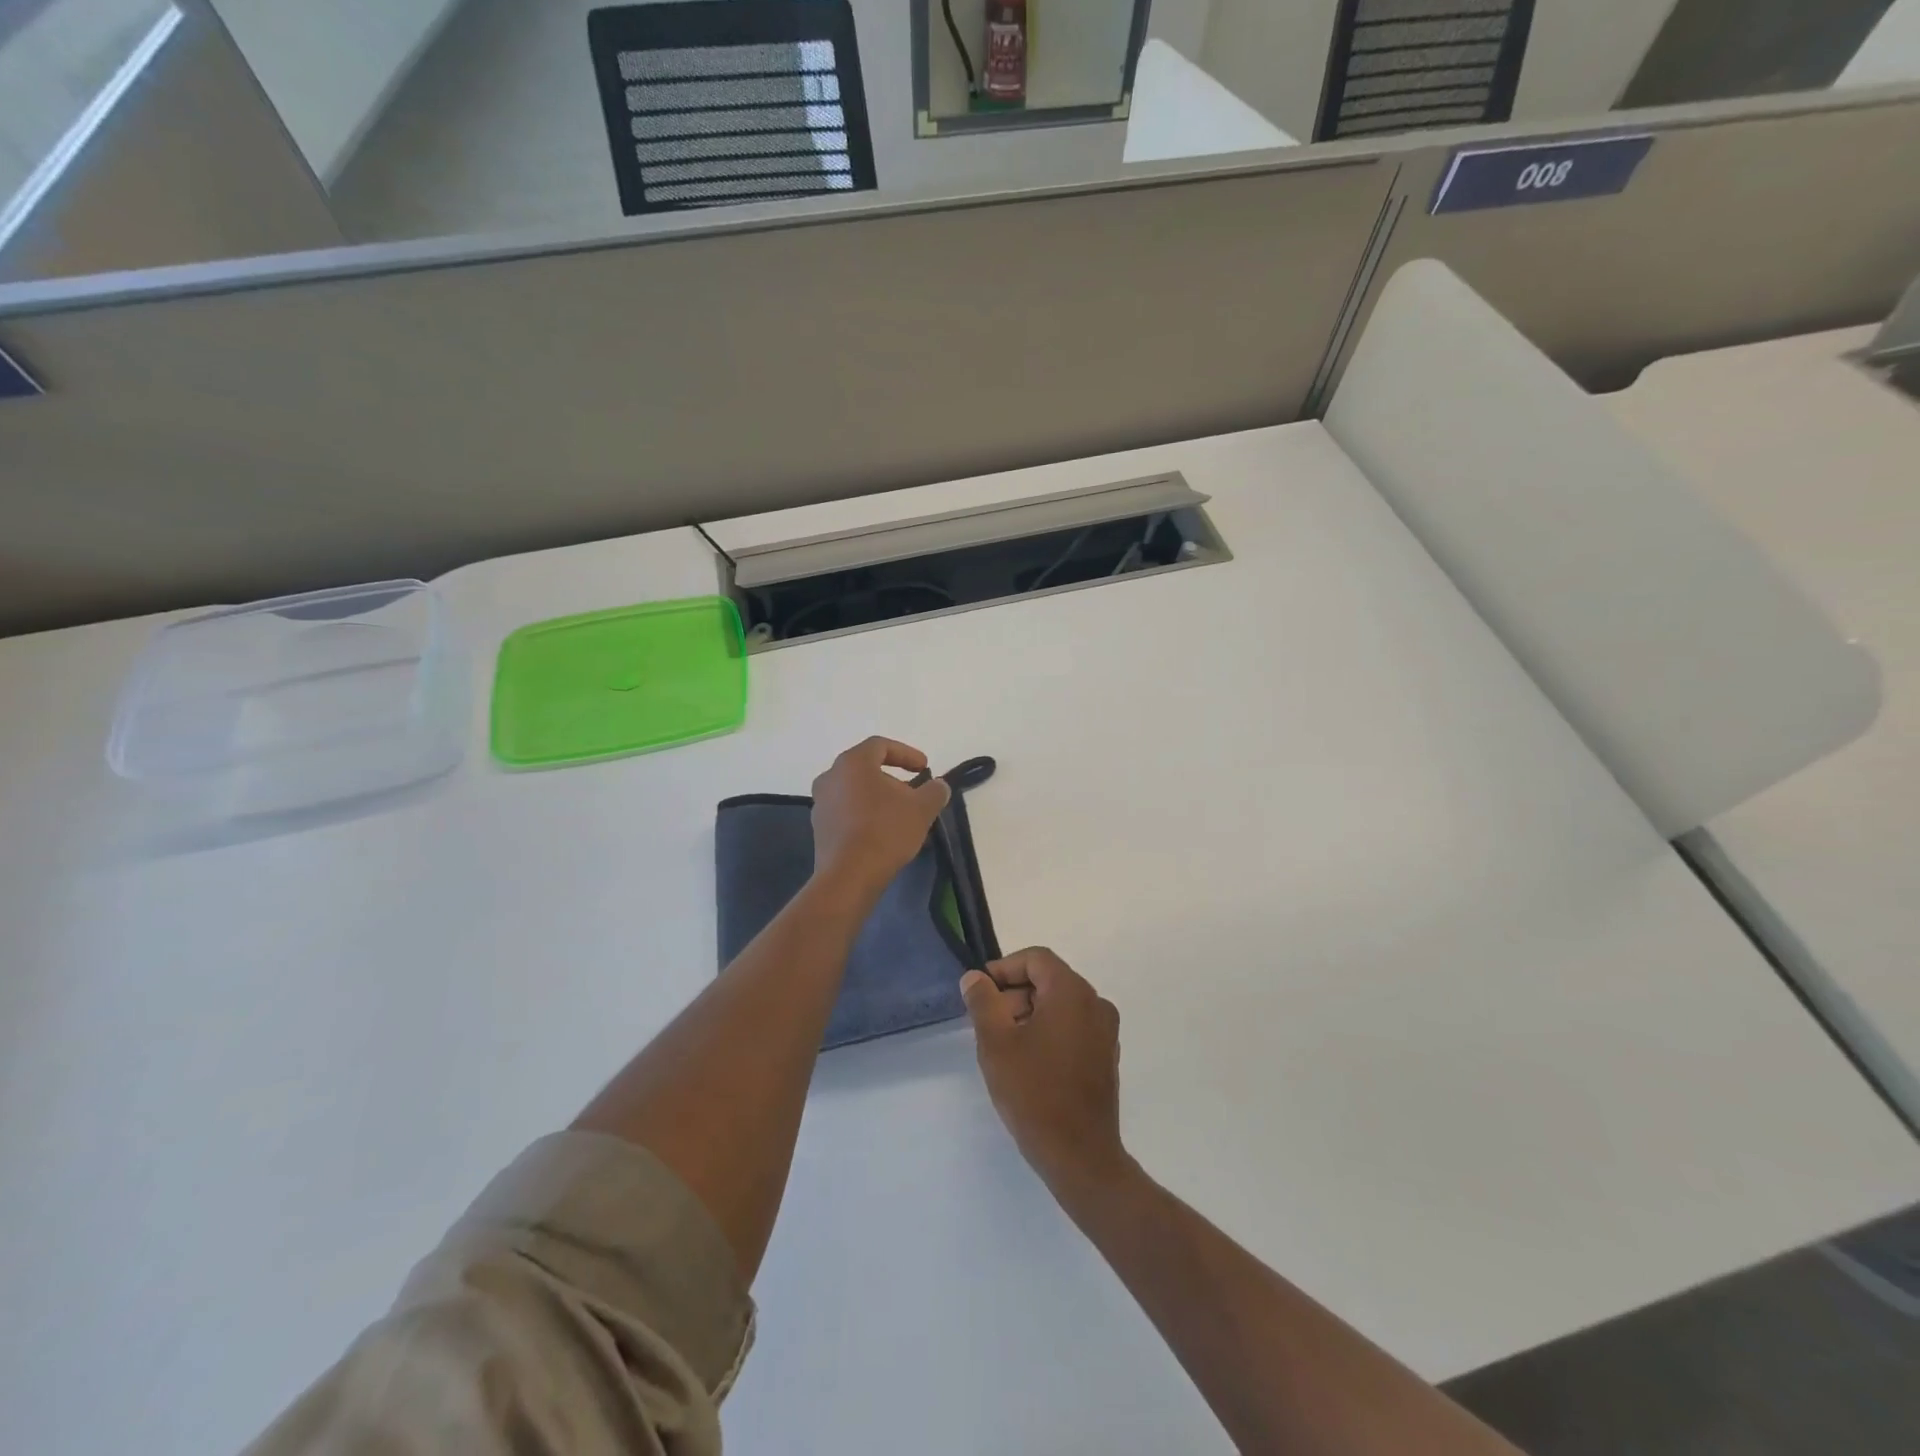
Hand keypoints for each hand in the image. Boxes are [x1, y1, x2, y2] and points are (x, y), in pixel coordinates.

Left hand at [810, 737, 951, 898]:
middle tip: (914, 794)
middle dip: (893, 780)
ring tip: (901, 817)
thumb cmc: (885, 831)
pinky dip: (865, 816)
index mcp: (852, 763)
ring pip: (856, 792)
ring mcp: (821, 804)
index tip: (924, 768)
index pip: (880, 746)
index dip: (906, 754)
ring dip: (879, 799)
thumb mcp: (921, 808)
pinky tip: (883, 834)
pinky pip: (847, 813)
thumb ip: (934, 791)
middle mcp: (830, 777)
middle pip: (866, 769)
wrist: (849, 876)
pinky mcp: (820, 829)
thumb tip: (939, 786)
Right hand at [961, 947, 1131, 1207]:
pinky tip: (1029, 1063)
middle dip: (1014, 994)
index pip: (1036, 959)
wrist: (1080, 1155)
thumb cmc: (1034, 1092)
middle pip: (1049, 980)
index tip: (980, 992)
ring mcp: (1105, 1032)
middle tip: (988, 1024)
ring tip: (1004, 1047)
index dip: (1004, 968)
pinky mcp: (1106, 1056)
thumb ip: (983, 1001)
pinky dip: (1049, 1032)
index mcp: (1072, 992)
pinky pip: (1073, 1027)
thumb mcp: (996, 1043)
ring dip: (1030, 1015)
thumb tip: (975, 978)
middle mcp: (1096, 1003)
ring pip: (1060, 1005)